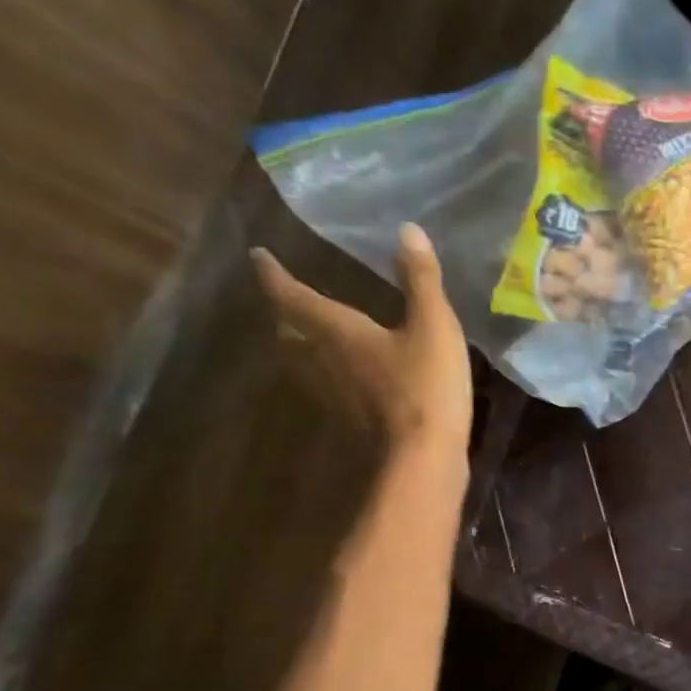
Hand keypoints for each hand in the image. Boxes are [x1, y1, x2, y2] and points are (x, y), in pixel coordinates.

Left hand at [251, 223, 471, 464]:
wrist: (422, 460)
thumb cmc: (424, 387)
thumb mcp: (433, 326)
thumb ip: (420, 280)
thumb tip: (407, 230)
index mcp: (336, 331)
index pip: (292, 297)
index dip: (274, 275)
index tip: (257, 256)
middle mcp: (323, 361)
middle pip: (289, 332)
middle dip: (284, 311)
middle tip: (285, 296)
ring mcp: (333, 396)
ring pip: (302, 362)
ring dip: (298, 343)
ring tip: (307, 331)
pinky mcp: (350, 420)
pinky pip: (326, 386)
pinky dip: (326, 371)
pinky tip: (345, 375)